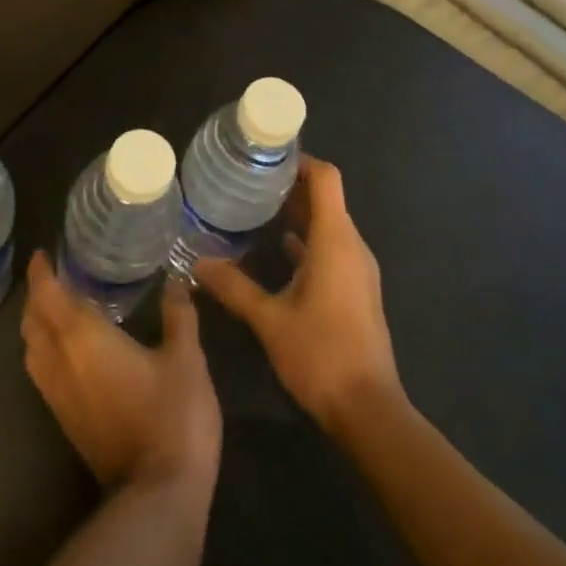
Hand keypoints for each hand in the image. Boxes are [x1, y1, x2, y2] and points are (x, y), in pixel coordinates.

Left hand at [21, 251, 221, 491]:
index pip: (48, 296)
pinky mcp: (66, 423)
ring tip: (59, 308)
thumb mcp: (186, 357)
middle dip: (37, 296)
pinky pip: (42, 373)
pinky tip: (71, 350)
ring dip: (37, 325)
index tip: (43, 253)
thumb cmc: (173, 416)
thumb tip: (175, 280)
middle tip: (56, 276)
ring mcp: (59, 398)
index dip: (40, 272)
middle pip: (32, 322)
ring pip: (32, 350)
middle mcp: (61, 364)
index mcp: (83, 339)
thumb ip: (178, 314)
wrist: (159, 497)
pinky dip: (45, 350)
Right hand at [195, 156, 401, 432]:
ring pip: (328, 224)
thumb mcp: (269, 319)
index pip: (326, 178)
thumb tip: (196, 263)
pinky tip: (276, 248)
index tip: (266, 154)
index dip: (300, 160)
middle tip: (249, 177)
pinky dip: (306, 240)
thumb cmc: (321, 355)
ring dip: (297, 213)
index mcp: (335, 241)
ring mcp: (357, 270)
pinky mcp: (355, 290)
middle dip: (290, 184)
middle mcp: (351, 246)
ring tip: (256, 206)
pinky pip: (330, 249)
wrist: (369, 411)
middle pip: (326, 198)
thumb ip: (234, 287)